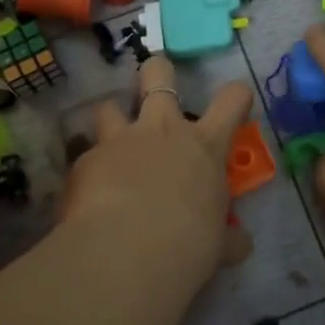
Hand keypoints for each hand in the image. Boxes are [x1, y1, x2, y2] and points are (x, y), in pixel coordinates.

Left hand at [59, 54, 253, 294]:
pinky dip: (88, 169)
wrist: (128, 253)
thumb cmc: (188, 245)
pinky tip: (86, 192)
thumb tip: (240, 244)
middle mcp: (162, 130)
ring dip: (111, 118)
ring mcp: (119, 140)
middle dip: (157, 71)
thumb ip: (228, 238)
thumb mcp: (219, 245)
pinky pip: (84, 155)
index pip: (231, 101)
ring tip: (110, 139)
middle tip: (155, 81)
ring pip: (108, 106)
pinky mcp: (84, 160)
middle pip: (158, 74)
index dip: (236, 96)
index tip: (236, 100)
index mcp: (204, 146)